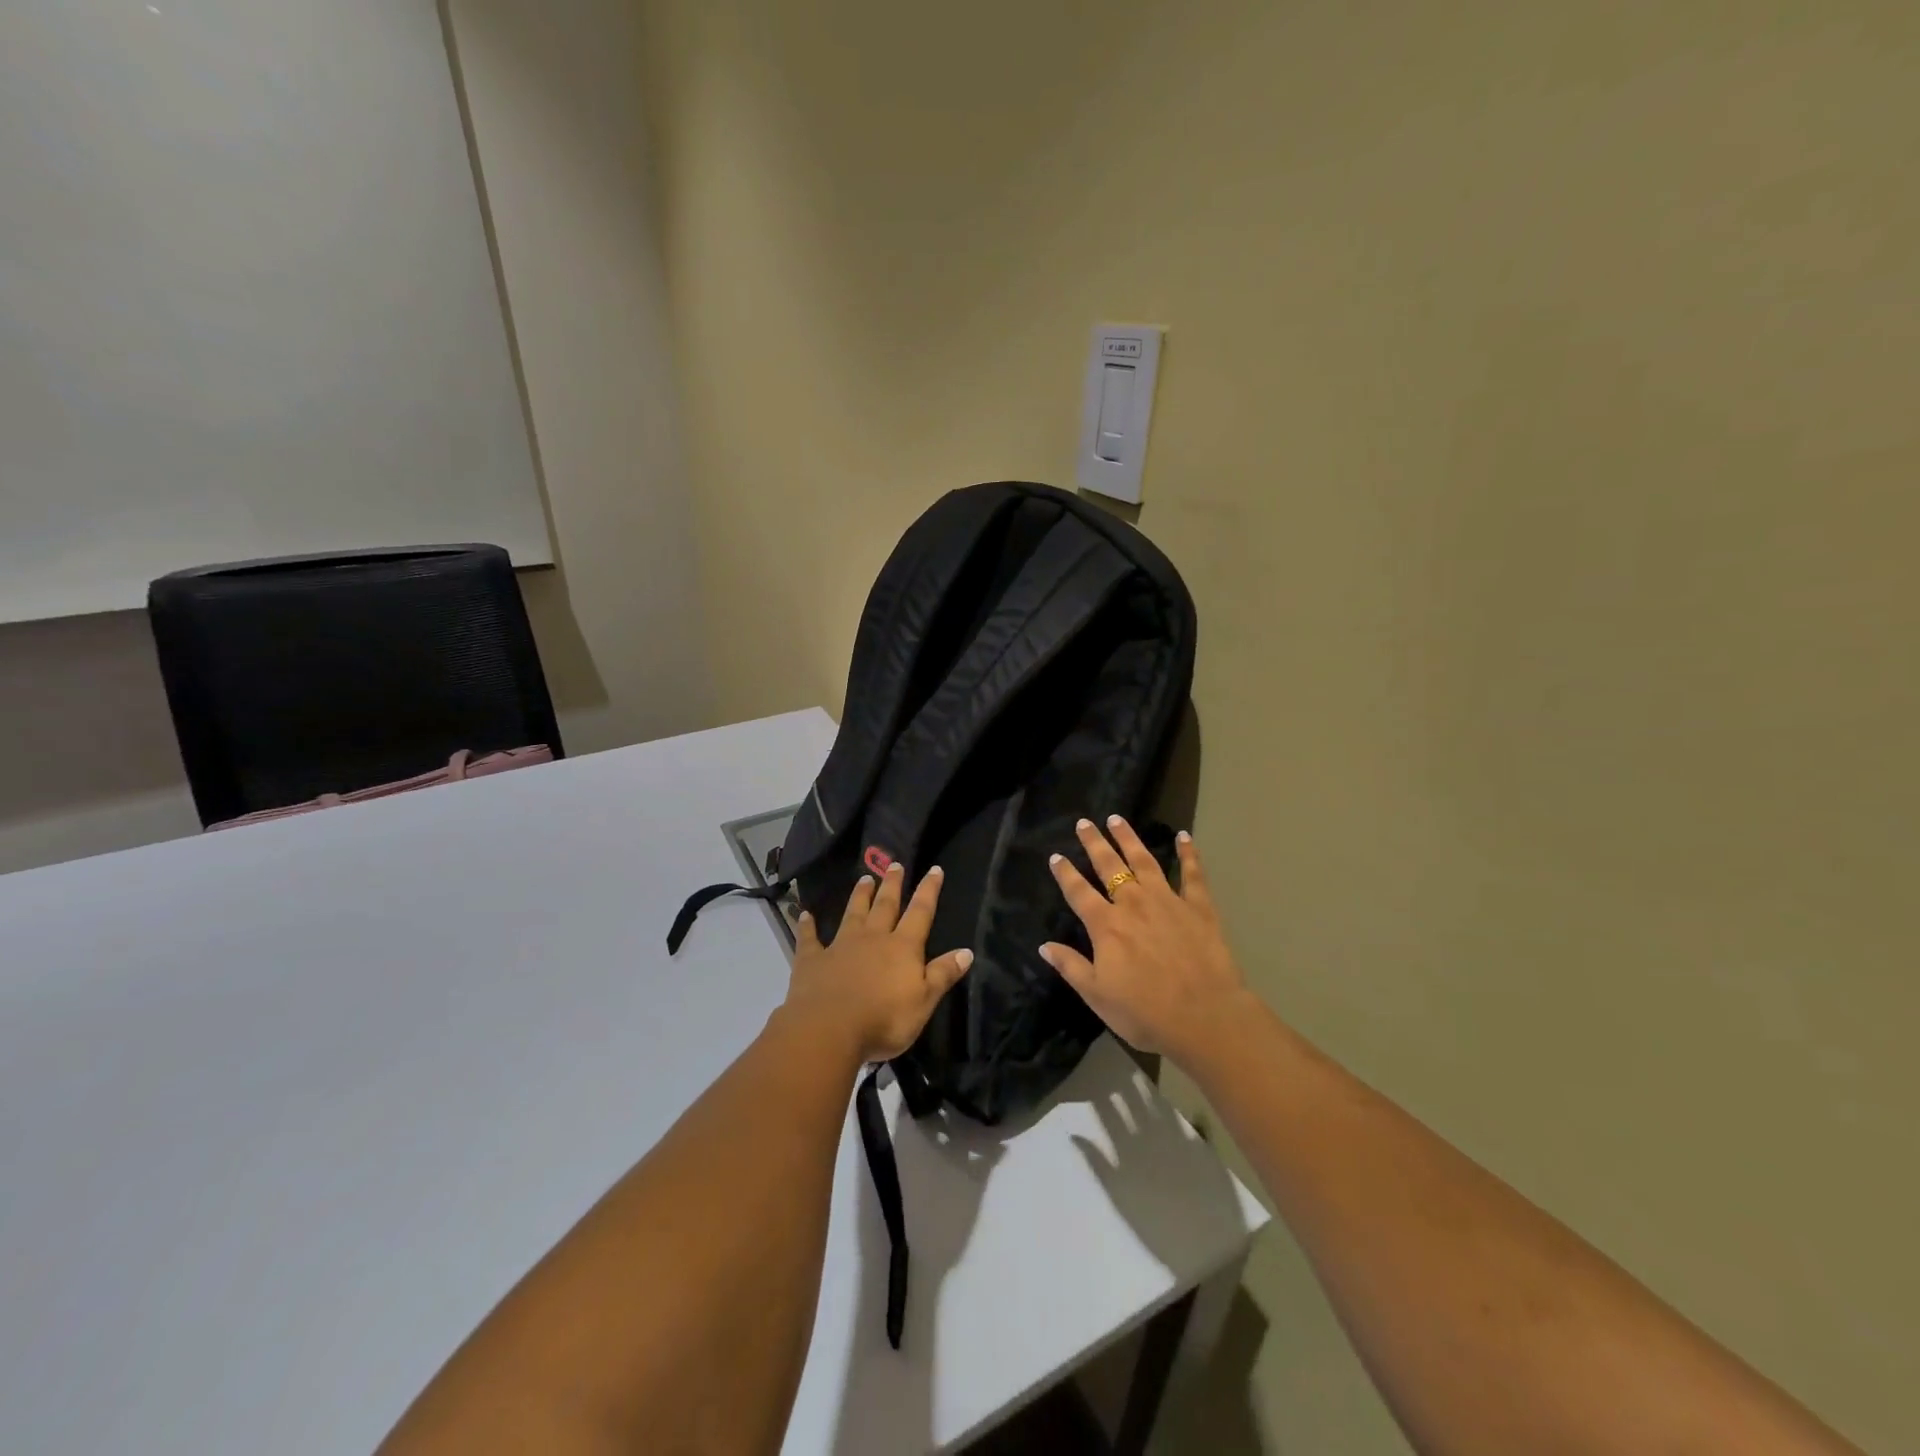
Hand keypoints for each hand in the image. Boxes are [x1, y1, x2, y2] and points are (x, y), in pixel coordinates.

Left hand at [782, 863, 973, 1065]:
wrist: (829, 1029)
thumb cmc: (884, 1019)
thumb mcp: (924, 1001)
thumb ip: (943, 974)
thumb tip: (966, 951)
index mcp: (902, 947)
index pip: (920, 913)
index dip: (929, 891)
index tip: (934, 869)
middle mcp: (873, 938)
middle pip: (885, 906)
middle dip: (892, 885)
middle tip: (894, 864)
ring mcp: (840, 946)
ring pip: (853, 914)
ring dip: (859, 896)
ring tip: (864, 878)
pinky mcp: (812, 960)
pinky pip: (810, 939)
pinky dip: (807, 926)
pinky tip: (804, 915)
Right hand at [1043, 817, 1253, 1063]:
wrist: (1205, 1017)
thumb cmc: (1146, 1012)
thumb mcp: (1097, 996)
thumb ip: (1071, 967)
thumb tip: (1044, 945)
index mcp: (1106, 926)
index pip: (1079, 893)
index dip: (1066, 874)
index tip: (1056, 856)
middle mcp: (1134, 904)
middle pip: (1109, 866)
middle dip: (1095, 843)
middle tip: (1084, 823)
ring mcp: (1168, 901)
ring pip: (1144, 861)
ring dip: (1129, 838)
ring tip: (1117, 819)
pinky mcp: (1199, 907)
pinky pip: (1192, 874)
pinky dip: (1188, 853)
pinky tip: (1184, 837)